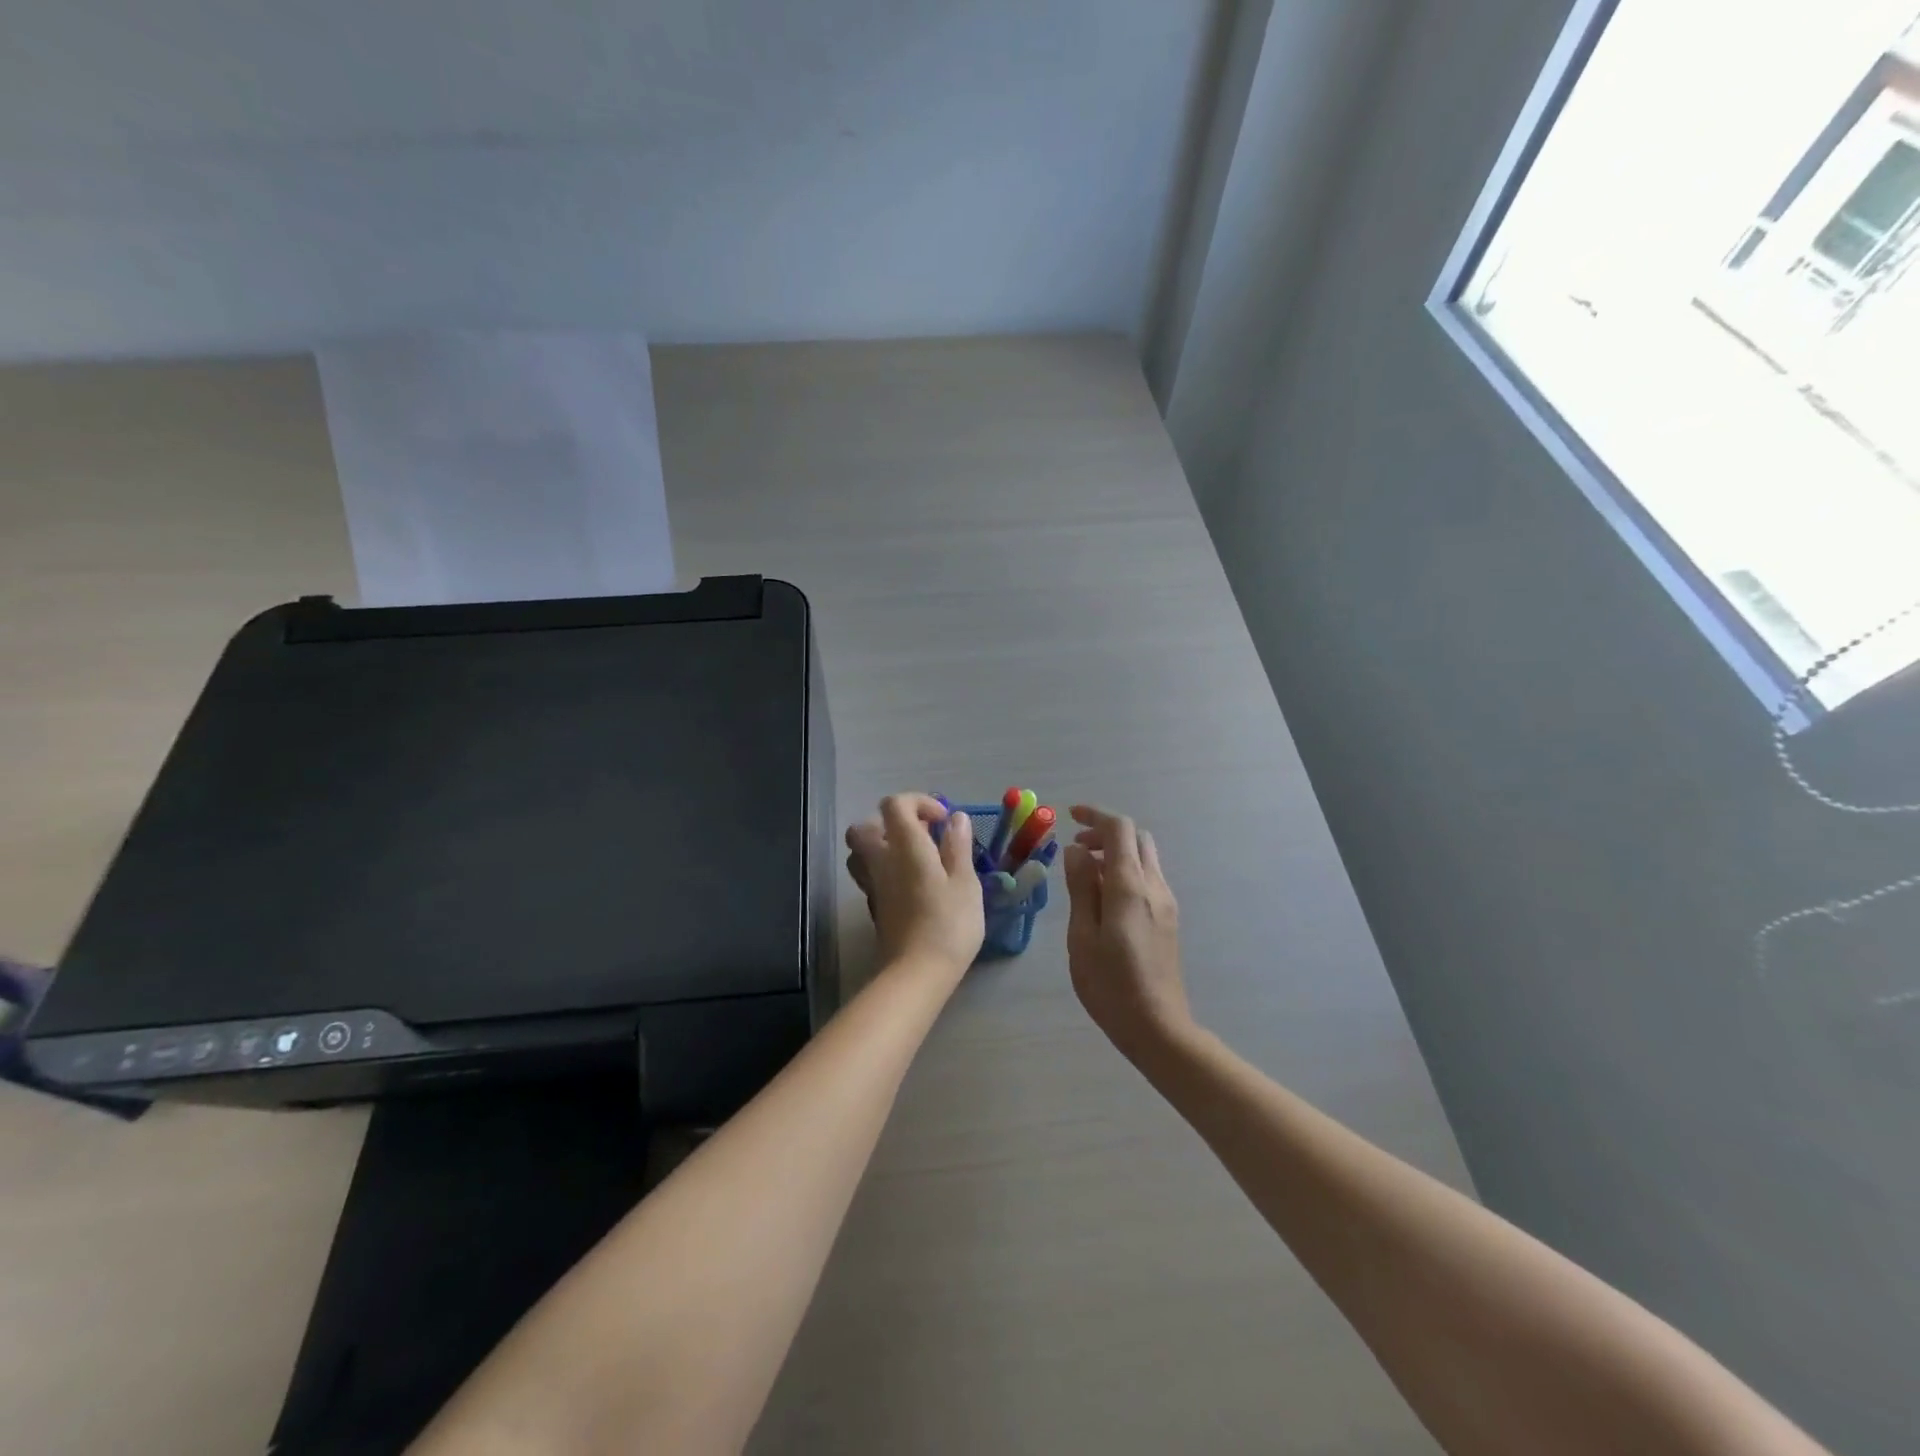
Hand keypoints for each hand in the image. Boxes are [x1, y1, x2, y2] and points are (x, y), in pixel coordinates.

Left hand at [846, 794, 985, 977]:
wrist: (917, 973)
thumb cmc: (949, 924)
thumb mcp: (965, 882)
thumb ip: (958, 847)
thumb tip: (956, 818)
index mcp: (905, 847)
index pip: (894, 805)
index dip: (918, 802)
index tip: (942, 821)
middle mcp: (881, 860)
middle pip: (865, 827)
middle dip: (891, 824)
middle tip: (921, 837)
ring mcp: (873, 885)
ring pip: (861, 853)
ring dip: (883, 847)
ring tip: (915, 859)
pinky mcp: (874, 907)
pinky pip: (870, 876)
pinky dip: (886, 872)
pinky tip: (912, 886)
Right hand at [1063, 805, 1193, 1062]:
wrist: (1158, 1028)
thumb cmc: (1110, 985)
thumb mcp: (1082, 936)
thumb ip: (1081, 888)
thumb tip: (1076, 851)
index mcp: (1131, 886)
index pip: (1119, 829)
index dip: (1095, 815)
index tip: (1069, 817)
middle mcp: (1154, 886)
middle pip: (1137, 838)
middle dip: (1105, 833)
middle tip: (1076, 849)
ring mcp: (1166, 903)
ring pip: (1144, 857)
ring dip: (1116, 853)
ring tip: (1085, 875)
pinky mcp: (1168, 918)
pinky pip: (1148, 878)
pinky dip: (1125, 871)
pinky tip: (1104, 898)